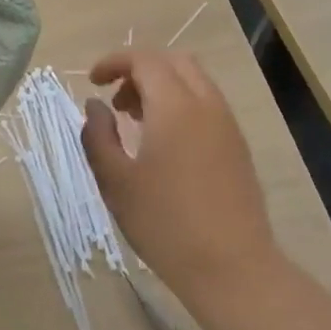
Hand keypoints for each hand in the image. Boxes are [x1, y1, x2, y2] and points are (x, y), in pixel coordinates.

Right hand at [80, 51, 281, 306]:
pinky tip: (164, 143)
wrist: (233, 269)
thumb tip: (95, 106)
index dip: (114, 62)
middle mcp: (206, 105)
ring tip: (135, 121)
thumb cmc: (165, 223)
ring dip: (162, 87)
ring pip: (193, 81)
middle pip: (173, 62)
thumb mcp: (115, 180)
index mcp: (174, 106)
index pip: (143, 60)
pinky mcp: (238, 147)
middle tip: (116, 99)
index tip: (92, 82)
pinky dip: (181, 104)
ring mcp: (227, 125)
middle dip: (139, 70)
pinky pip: (207, 105)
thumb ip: (98, 135)